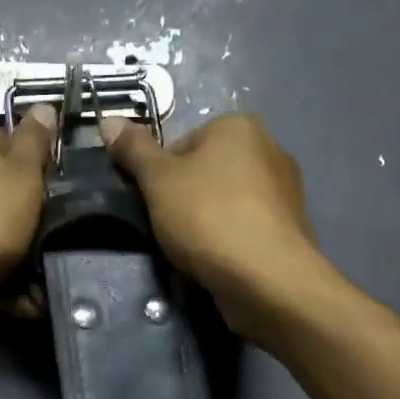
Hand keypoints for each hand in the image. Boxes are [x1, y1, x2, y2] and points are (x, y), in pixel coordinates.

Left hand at [0, 106, 57, 305]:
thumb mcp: (23, 174)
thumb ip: (36, 142)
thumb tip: (43, 105)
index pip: (13, 142)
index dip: (39, 169)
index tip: (54, 196)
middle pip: (0, 185)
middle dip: (25, 212)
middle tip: (48, 236)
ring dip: (12, 247)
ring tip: (37, 276)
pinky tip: (16, 295)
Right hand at [100, 112, 324, 339]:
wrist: (267, 278)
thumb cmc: (208, 217)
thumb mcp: (158, 180)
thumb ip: (133, 150)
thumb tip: (108, 120)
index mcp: (239, 126)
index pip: (181, 144)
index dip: (159, 175)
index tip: (153, 203)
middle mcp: (270, 148)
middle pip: (205, 171)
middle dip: (184, 198)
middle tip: (169, 227)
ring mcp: (286, 190)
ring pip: (226, 201)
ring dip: (207, 221)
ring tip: (194, 249)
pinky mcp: (291, 228)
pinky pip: (246, 226)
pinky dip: (230, 240)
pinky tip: (220, 260)